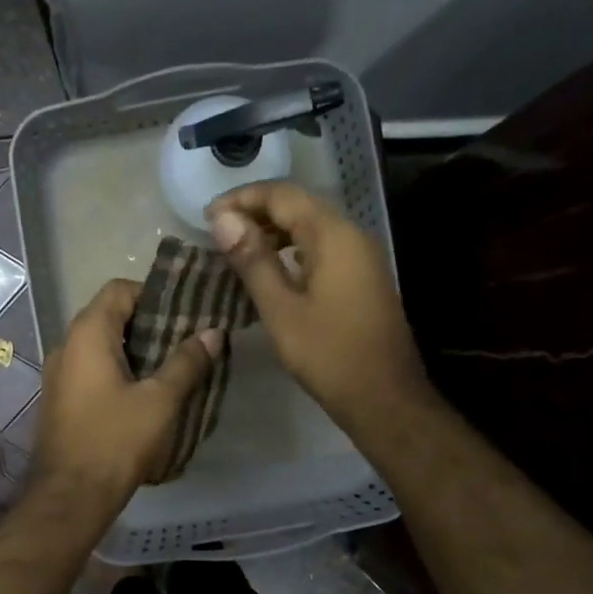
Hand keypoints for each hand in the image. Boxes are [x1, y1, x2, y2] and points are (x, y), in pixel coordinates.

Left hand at [31, 279, 219, 508]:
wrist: (70, 495)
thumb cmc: (116, 440)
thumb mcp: (160, 400)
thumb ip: (187, 362)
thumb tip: (213, 333)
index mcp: (87, 334)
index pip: (119, 289)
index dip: (153, 294)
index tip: (184, 314)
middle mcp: (66, 346)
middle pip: (110, 316)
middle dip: (149, 325)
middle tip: (185, 342)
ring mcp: (59, 375)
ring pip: (101, 347)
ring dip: (135, 351)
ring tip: (171, 368)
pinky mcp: (60, 400)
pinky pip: (92, 371)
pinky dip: (118, 372)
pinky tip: (145, 395)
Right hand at [207, 183, 429, 432]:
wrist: (385, 397)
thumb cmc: (329, 355)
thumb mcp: (281, 310)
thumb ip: (253, 261)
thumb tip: (223, 220)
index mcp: (333, 236)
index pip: (283, 196)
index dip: (242, 199)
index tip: (207, 217)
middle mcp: (351, 235)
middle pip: (299, 205)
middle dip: (257, 211)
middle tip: (218, 232)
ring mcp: (361, 257)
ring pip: (312, 226)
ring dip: (274, 230)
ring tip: (237, 248)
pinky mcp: (362, 278)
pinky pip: (323, 248)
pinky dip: (292, 249)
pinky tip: (271, 269)